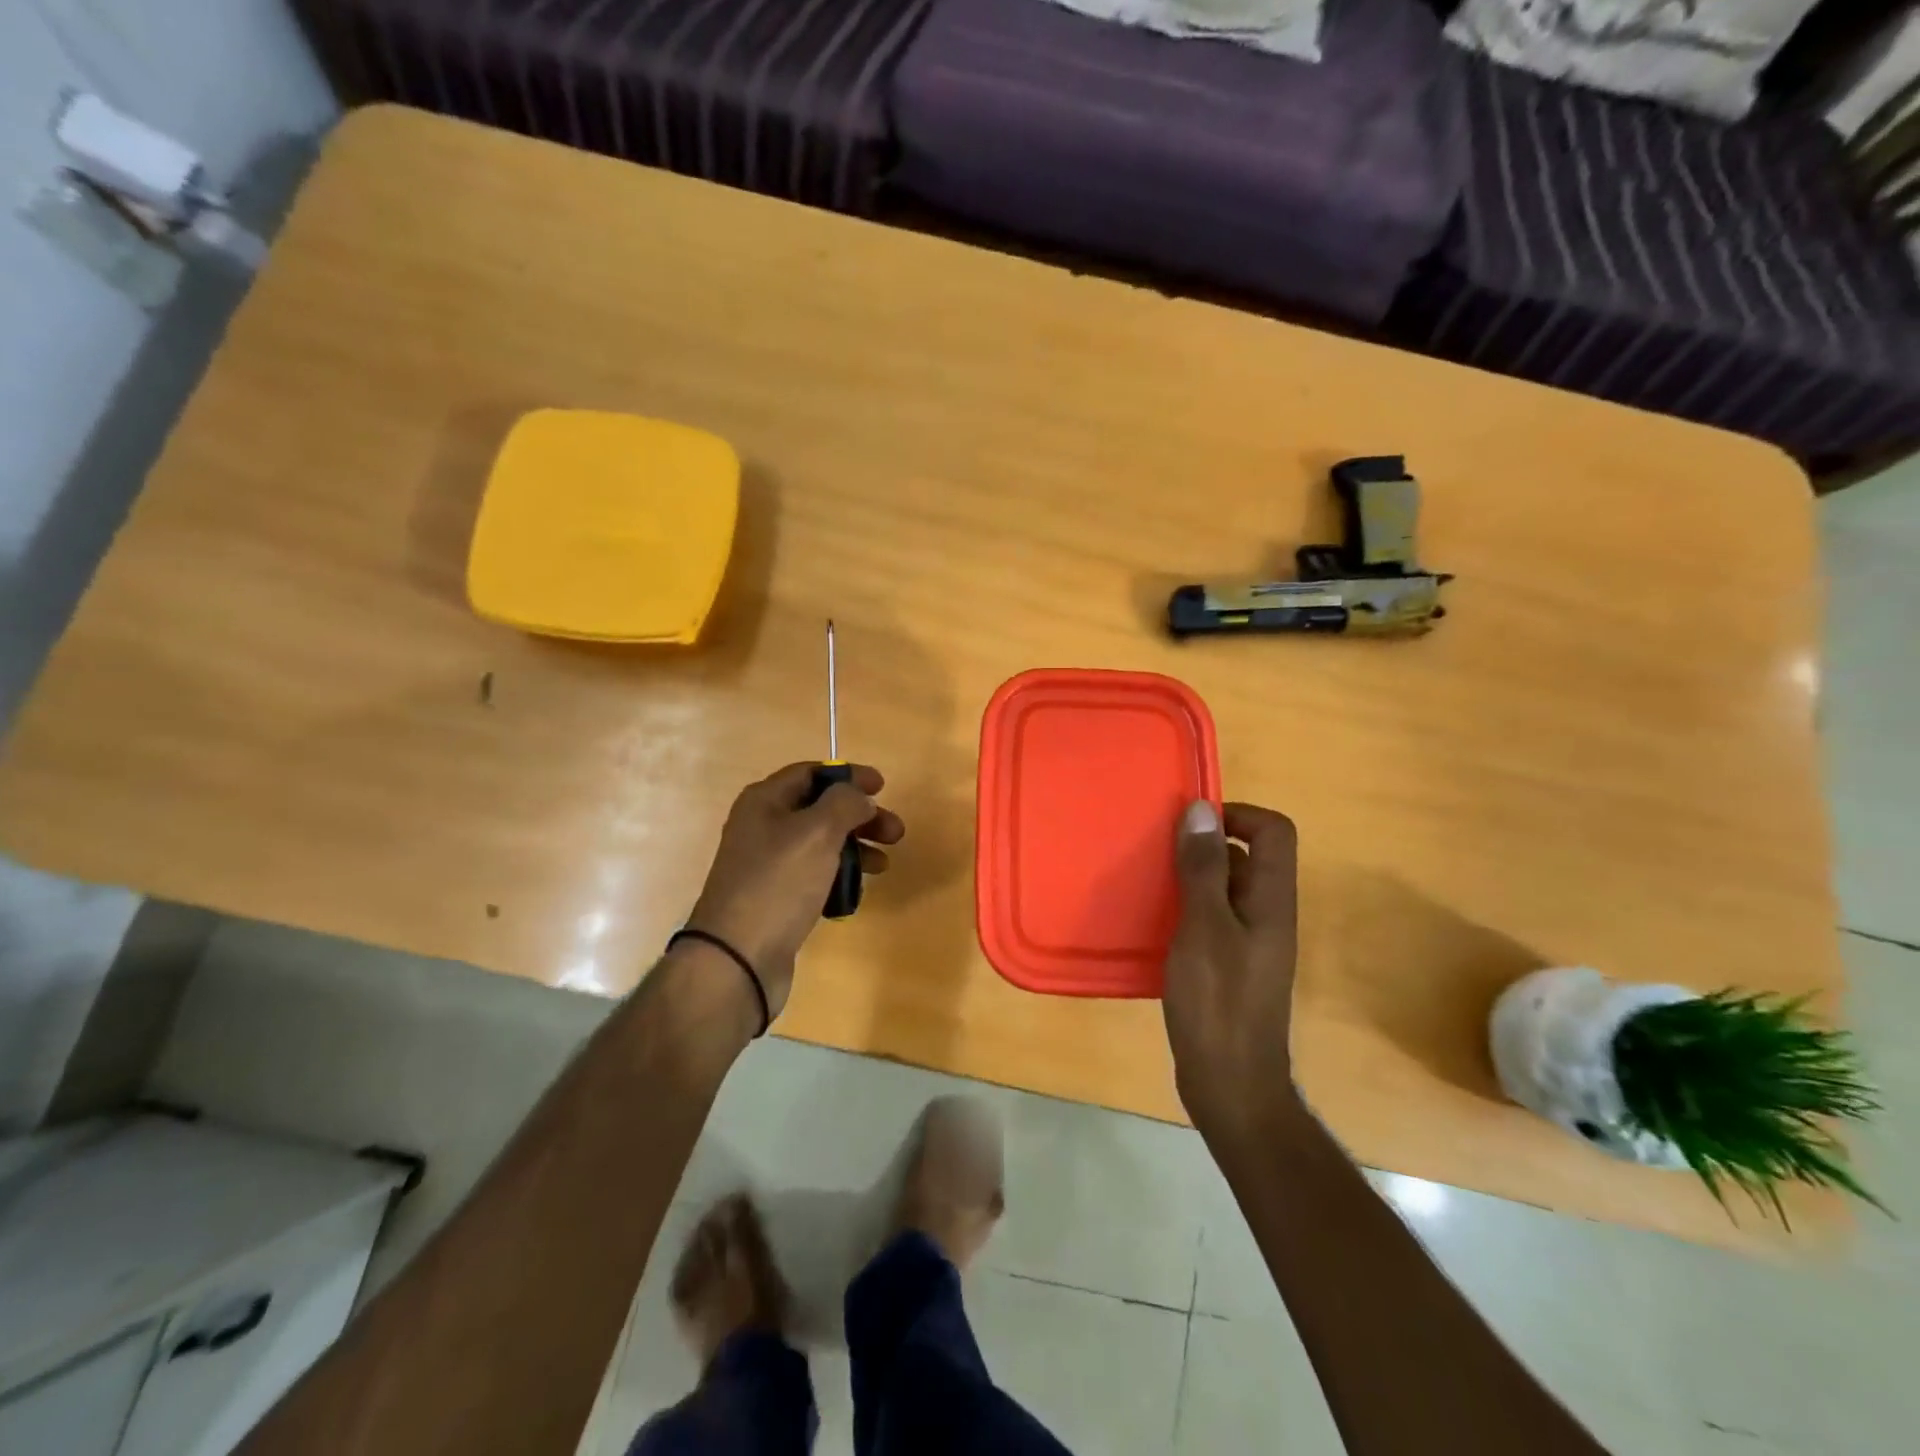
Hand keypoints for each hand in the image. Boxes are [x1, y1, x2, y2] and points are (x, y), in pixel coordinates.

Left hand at [686, 763, 903, 1017]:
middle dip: (860, 816)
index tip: (883, 787)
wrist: (738, 958)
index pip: (811, 772)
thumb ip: (845, 803)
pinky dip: (838, 876)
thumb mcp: (817, 831)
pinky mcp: (776, 898)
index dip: (849, 775)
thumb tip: (859, 797)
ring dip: (855, 847)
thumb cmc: (779, 883)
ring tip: (883, 865)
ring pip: (820, 844)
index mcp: (765, 801)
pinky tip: (856, 891)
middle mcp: (762, 827)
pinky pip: (814, 875)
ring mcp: (767, 865)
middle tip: (895, 833)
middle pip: (820, 808)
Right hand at [1163, 801, 1300, 1136]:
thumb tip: (1201, 809)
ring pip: (1224, 888)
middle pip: (1247, 856)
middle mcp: (1266, 913)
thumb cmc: (1218, 1002)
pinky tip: (1153, 922)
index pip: (1274, 831)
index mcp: (1271, 899)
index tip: (1190, 825)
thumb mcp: (1205, 928)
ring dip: (1190, 877)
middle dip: (1204, 845)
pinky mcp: (1229, 964)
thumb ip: (1204, 868)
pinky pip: (1211, 917)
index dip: (1237, 814)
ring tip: (1148, 882)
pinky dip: (1185, 909)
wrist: (1231, 1084)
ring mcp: (1249, 941)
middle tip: (1157, 852)